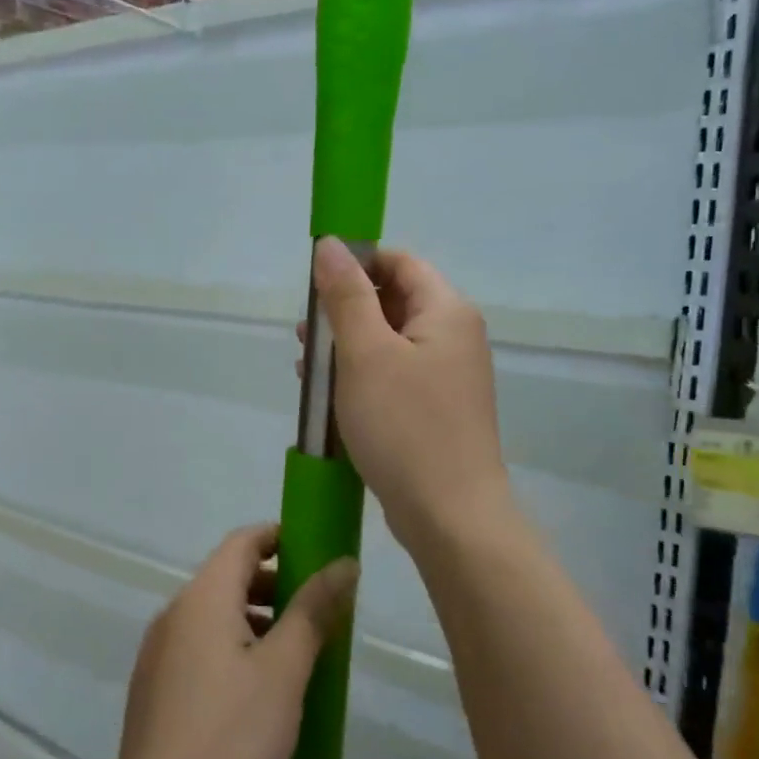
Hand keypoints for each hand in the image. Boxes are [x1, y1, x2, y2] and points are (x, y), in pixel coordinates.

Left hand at [109, 523, 357, 758]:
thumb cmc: (231, 736)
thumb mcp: (284, 670)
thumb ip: (313, 610)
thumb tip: (342, 564)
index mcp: (203, 598)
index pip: (242, 542)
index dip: (280, 538)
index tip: (317, 553)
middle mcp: (174, 614)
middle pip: (228, 577)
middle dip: (275, 584)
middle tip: (318, 610)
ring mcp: (159, 651)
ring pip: (215, 615)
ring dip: (257, 619)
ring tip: (298, 654)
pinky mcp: (155, 686)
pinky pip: (201, 646)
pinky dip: (234, 646)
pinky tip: (259, 690)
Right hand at [307, 237, 510, 556]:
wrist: (449, 514)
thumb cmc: (405, 426)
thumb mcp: (366, 354)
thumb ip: (346, 296)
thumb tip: (331, 244)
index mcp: (446, 312)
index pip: (400, 263)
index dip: (357, 264)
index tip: (315, 285)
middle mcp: (454, 337)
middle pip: (394, 302)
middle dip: (345, 310)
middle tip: (304, 332)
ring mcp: (447, 377)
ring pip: (389, 343)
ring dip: (347, 347)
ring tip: (306, 366)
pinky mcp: (435, 411)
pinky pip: (394, 377)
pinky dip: (361, 378)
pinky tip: (328, 396)